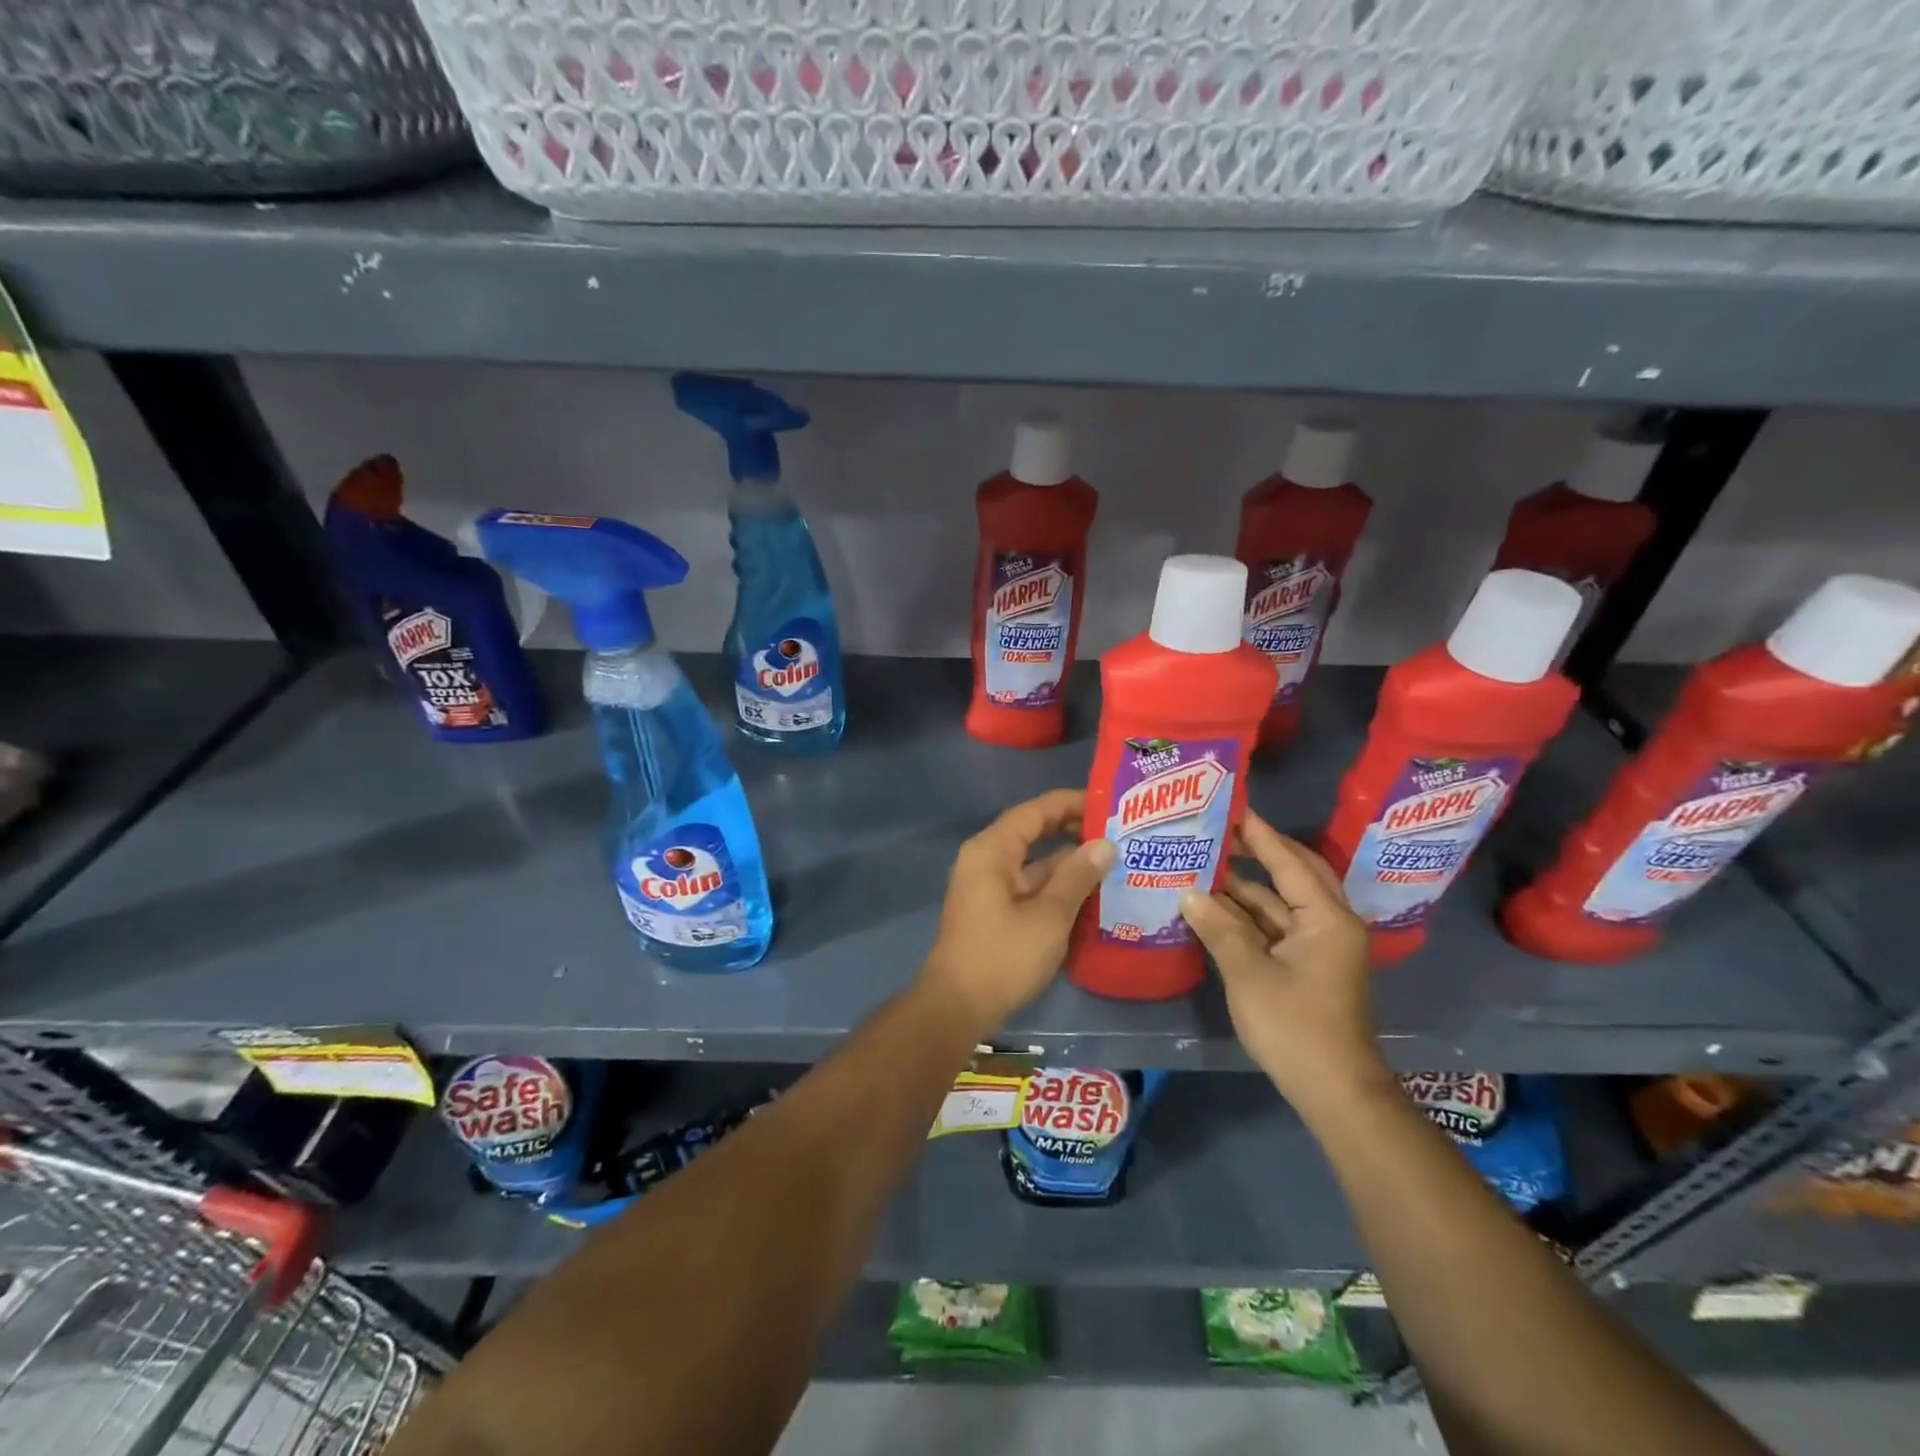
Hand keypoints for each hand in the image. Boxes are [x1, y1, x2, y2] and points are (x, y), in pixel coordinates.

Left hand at [921, 788, 1114, 1034]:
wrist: (957, 1007)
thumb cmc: (1002, 956)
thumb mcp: (1049, 916)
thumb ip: (1077, 876)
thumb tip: (1105, 844)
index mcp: (992, 850)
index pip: (1036, 811)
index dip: (1072, 803)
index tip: (1110, 804)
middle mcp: (987, 860)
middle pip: (1034, 833)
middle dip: (1074, 832)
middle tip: (1120, 833)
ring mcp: (989, 887)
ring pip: (1035, 863)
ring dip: (1069, 864)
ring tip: (1116, 862)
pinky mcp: (995, 911)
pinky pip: (1030, 887)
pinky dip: (1057, 888)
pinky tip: (1092, 896)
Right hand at [1179, 811, 1389, 1122]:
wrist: (1334, 1090)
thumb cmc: (1295, 1026)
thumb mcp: (1249, 972)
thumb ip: (1218, 927)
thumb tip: (1188, 893)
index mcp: (1327, 917)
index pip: (1288, 860)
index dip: (1258, 833)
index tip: (1230, 806)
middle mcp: (1330, 922)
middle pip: (1293, 873)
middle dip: (1257, 851)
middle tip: (1218, 830)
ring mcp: (1320, 945)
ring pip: (1281, 902)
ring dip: (1246, 887)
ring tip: (1204, 863)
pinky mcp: (1308, 965)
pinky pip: (1276, 925)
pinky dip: (1248, 915)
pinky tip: (1213, 907)